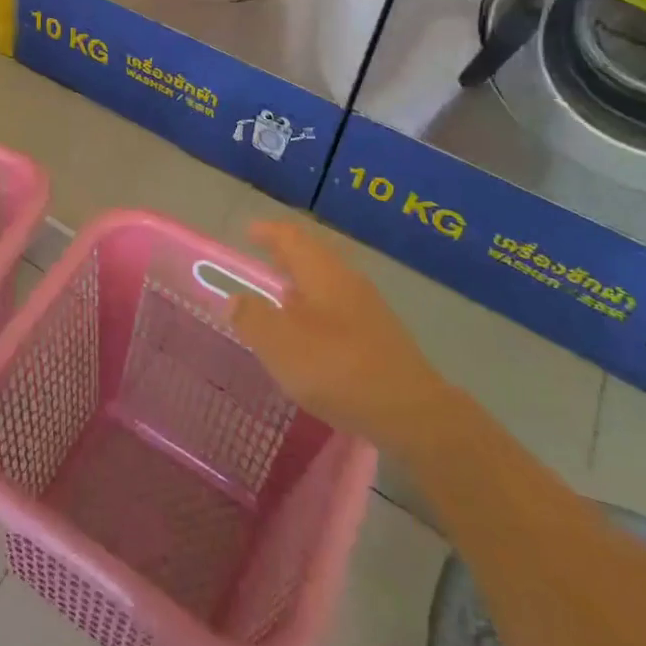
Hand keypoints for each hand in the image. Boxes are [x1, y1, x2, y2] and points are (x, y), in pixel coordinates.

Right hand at [226, 220, 450, 443]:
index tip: (249, 232)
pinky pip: (340, 311)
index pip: (291, 237)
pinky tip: (311, 338)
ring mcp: (369, 309)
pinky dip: (318, 312)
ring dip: (303, 287)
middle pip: (312, 257)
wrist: (411, 413)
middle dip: (286, 257)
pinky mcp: (381, 338)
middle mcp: (347, 280)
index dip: (268, 232)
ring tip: (281, 300)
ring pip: (327, 285)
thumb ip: (252, 318)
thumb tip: (234, 300)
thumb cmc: (337, 368)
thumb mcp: (280, 344)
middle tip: (262, 260)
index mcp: (321, 272)